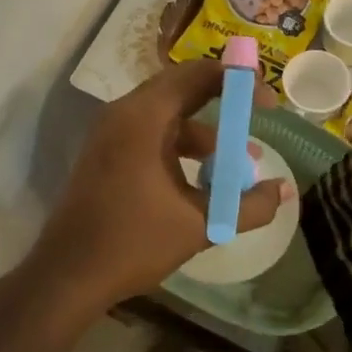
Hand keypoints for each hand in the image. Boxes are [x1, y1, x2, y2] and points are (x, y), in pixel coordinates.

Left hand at [30, 60, 292, 312]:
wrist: (67, 277)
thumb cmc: (133, 243)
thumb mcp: (201, 225)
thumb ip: (249, 206)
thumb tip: (284, 190)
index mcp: (144, 118)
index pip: (198, 75)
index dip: (239, 81)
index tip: (268, 103)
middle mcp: (124, 114)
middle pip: (182, 89)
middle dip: (223, 104)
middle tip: (256, 120)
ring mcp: (110, 133)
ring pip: (167, 115)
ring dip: (204, 133)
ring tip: (236, 164)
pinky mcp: (105, 153)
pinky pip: (150, 133)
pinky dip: (180, 146)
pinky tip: (201, 180)